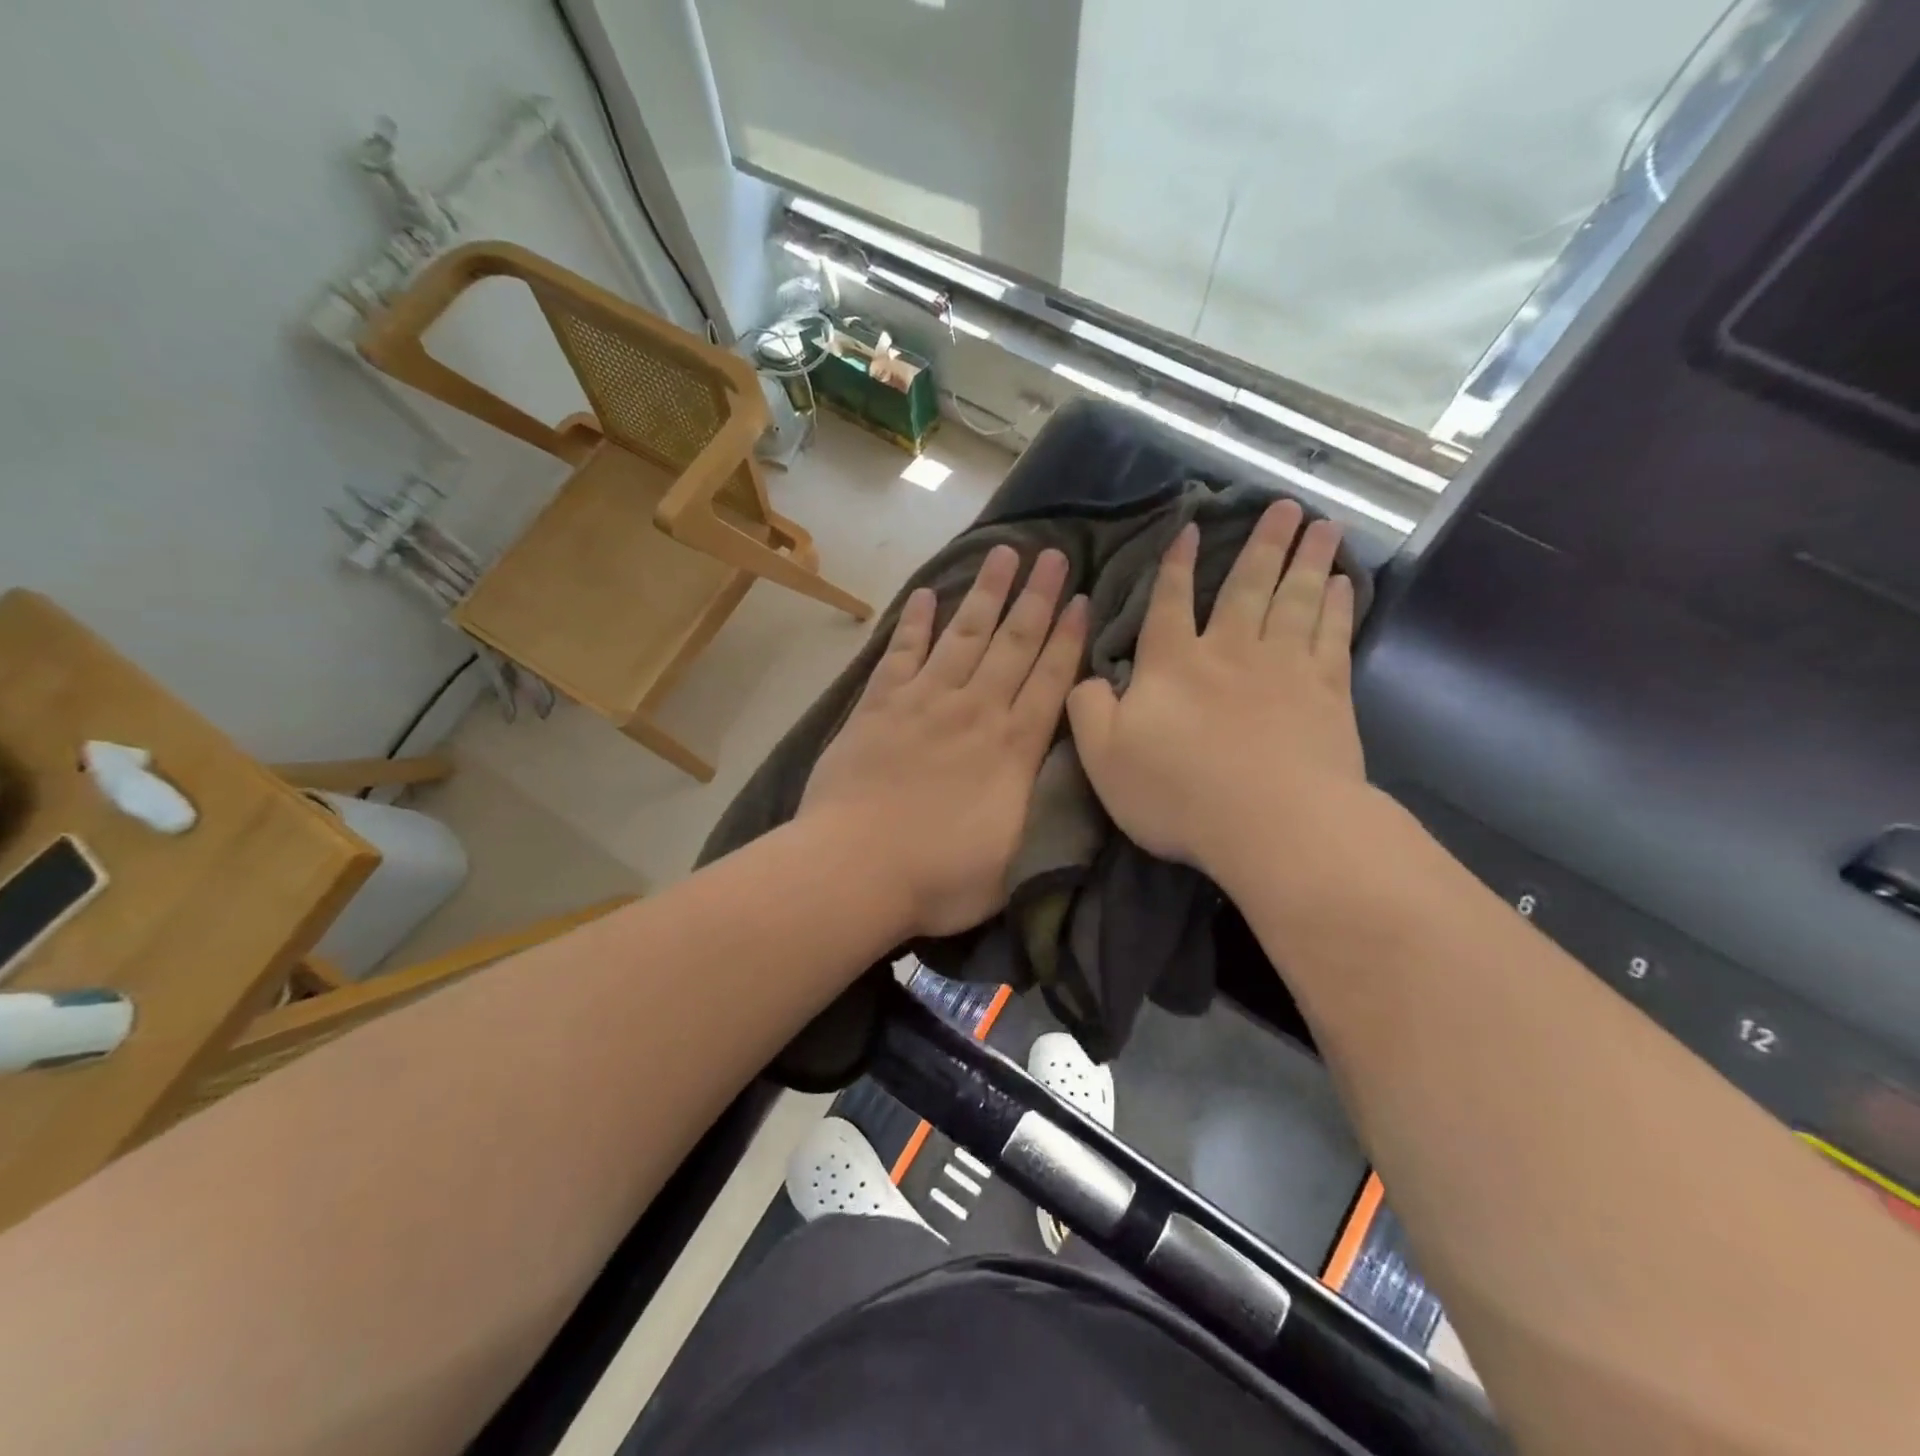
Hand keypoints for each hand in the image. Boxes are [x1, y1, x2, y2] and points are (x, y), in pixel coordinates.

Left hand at [800, 546, 1086, 938]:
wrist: (857, 868)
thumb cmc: (942, 876)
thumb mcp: (1016, 856)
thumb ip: (1039, 808)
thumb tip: (1057, 774)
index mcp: (1013, 747)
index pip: (1050, 680)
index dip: (1068, 637)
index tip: (1081, 598)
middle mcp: (975, 711)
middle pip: (1013, 644)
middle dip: (1036, 598)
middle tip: (1053, 554)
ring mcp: (924, 702)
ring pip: (964, 635)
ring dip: (986, 594)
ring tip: (1003, 553)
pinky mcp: (878, 706)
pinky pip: (901, 653)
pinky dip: (914, 623)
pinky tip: (925, 594)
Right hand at [1067, 500, 1366, 891]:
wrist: (1271, 824)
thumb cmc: (1178, 793)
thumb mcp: (1103, 757)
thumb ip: (1087, 710)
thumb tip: (1087, 677)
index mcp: (1173, 665)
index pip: (1169, 602)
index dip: (1176, 564)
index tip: (1192, 527)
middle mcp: (1229, 651)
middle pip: (1247, 586)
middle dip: (1263, 544)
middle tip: (1286, 504)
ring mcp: (1285, 668)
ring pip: (1296, 599)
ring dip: (1308, 559)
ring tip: (1324, 524)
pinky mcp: (1328, 693)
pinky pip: (1333, 635)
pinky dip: (1339, 606)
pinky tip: (1344, 584)